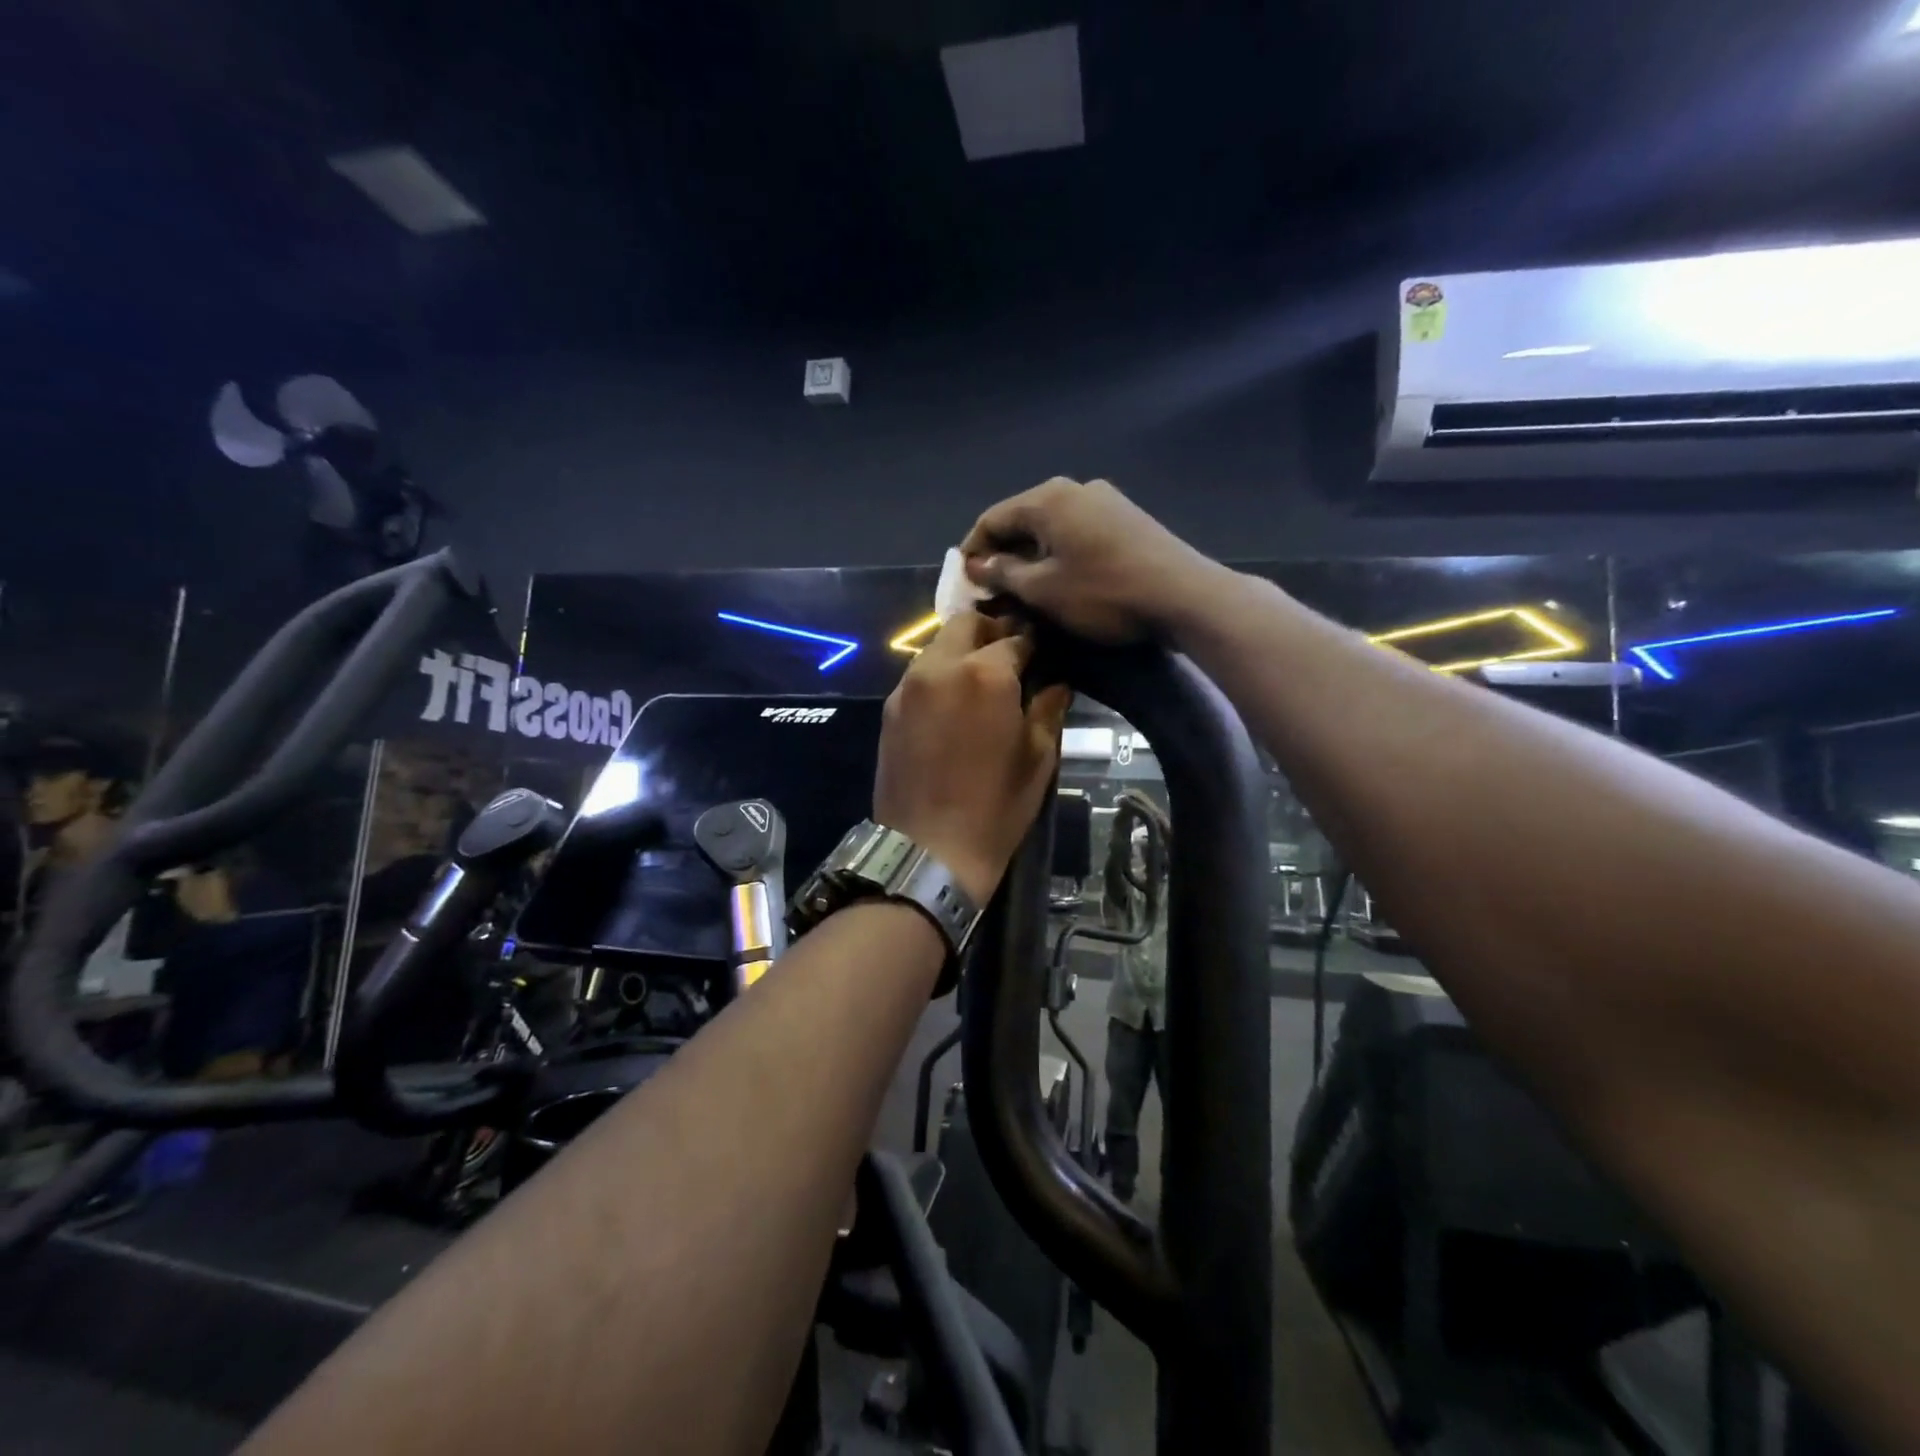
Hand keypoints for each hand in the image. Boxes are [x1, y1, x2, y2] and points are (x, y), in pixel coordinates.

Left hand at [874, 613, 1071, 905]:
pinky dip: (940, 674)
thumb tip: (1055, 684)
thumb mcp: (1037, 758)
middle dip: (992, 631)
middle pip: (967, 624)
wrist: (929, 849)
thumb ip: (1047, 709)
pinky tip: (953, 702)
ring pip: (938, 646)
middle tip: (1011, 657)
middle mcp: (941, 667)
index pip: (1015, 637)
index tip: (1043, 655)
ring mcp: (909, 686)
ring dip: (962, 651)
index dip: (1033, 644)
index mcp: (985, 674)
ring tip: (981, 680)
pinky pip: (919, 674)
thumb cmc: (995, 807)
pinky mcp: (890, 708)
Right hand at [960, 478, 1223, 643]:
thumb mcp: (1043, 590)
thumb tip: (978, 565)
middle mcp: (1075, 489)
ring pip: (1051, 527)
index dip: (972, 549)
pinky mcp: (1127, 520)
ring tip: (1022, 590)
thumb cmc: (1103, 593)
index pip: (992, 518)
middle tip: (990, 590)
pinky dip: (1058, 554)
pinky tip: (1059, 580)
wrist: (1182, 595)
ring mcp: (1105, 501)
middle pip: (1023, 519)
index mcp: (1048, 499)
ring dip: (1031, 556)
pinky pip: (1077, 532)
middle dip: (1002, 554)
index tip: (963, 581)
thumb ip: (1004, 574)